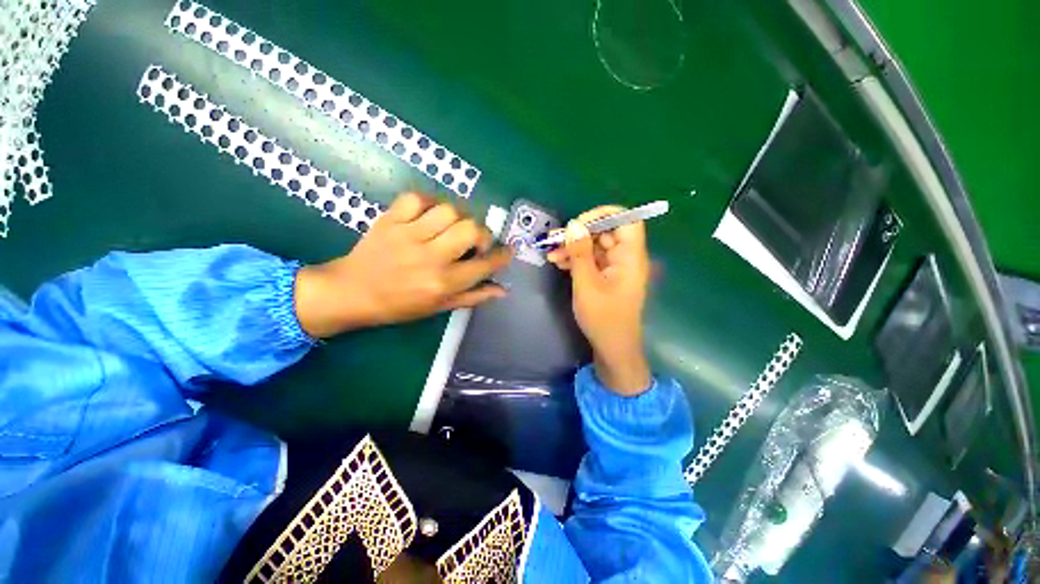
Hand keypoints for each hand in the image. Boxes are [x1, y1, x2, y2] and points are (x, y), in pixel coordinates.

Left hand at [295, 193, 511, 337]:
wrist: (351, 292)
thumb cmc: (399, 305)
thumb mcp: (439, 307)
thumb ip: (473, 297)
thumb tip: (502, 290)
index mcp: (443, 283)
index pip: (485, 265)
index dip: (502, 256)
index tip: (506, 251)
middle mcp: (430, 257)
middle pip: (471, 229)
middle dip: (483, 233)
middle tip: (476, 241)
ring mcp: (409, 235)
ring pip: (449, 210)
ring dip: (459, 217)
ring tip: (453, 227)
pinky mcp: (390, 219)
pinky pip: (417, 198)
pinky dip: (429, 202)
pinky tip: (429, 215)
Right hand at [547, 206, 651, 395]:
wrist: (612, 348)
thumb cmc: (603, 318)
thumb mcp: (587, 284)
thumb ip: (580, 253)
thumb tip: (574, 225)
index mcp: (630, 257)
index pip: (626, 220)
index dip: (603, 215)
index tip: (578, 224)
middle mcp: (626, 258)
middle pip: (607, 232)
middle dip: (580, 234)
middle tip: (556, 241)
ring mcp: (616, 268)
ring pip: (596, 246)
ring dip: (574, 247)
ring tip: (551, 255)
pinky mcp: (607, 277)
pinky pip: (592, 260)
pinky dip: (577, 259)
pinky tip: (559, 263)